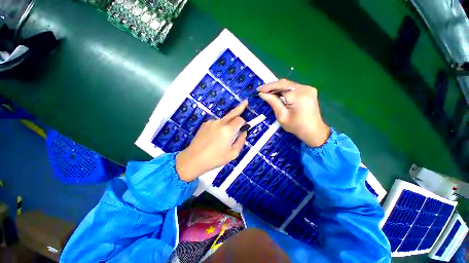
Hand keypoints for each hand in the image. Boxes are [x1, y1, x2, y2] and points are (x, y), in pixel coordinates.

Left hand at [175, 101, 247, 181]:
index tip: (244, 127)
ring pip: (224, 120)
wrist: (193, 159)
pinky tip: (214, 137)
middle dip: (240, 108)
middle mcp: (219, 123)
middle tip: (245, 102)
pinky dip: (218, 127)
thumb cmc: (215, 159)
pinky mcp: (205, 124)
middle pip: (232, 113)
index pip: (240, 119)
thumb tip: (243, 132)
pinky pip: (216, 123)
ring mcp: (211, 122)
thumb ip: (241, 141)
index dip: (244, 122)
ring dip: (227, 124)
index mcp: (228, 130)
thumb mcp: (233, 153)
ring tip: (222, 138)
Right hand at [258, 79, 329, 147]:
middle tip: (261, 91)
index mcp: (298, 96)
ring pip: (288, 84)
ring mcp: (308, 88)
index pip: (280, 86)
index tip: (258, 90)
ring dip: (277, 88)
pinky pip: (293, 87)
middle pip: (284, 83)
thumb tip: (262, 94)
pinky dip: (284, 90)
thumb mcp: (282, 116)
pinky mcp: (308, 90)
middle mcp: (305, 89)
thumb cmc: (296, 127)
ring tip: (267, 93)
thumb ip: (273, 103)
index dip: (268, 87)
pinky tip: (277, 94)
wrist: (313, 131)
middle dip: (272, 87)